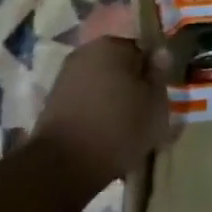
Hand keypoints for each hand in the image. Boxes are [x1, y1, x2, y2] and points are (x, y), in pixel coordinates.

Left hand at [33, 37, 176, 190]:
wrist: (63, 166)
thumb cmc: (119, 128)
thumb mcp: (156, 103)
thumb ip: (159, 75)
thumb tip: (160, 54)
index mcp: (112, 45)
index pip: (142, 51)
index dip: (152, 73)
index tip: (159, 96)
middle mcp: (85, 53)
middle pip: (119, 67)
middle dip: (131, 86)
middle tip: (145, 114)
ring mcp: (65, 77)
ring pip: (101, 85)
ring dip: (113, 101)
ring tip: (126, 130)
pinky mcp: (52, 103)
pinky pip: (85, 102)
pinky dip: (96, 114)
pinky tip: (105, 136)